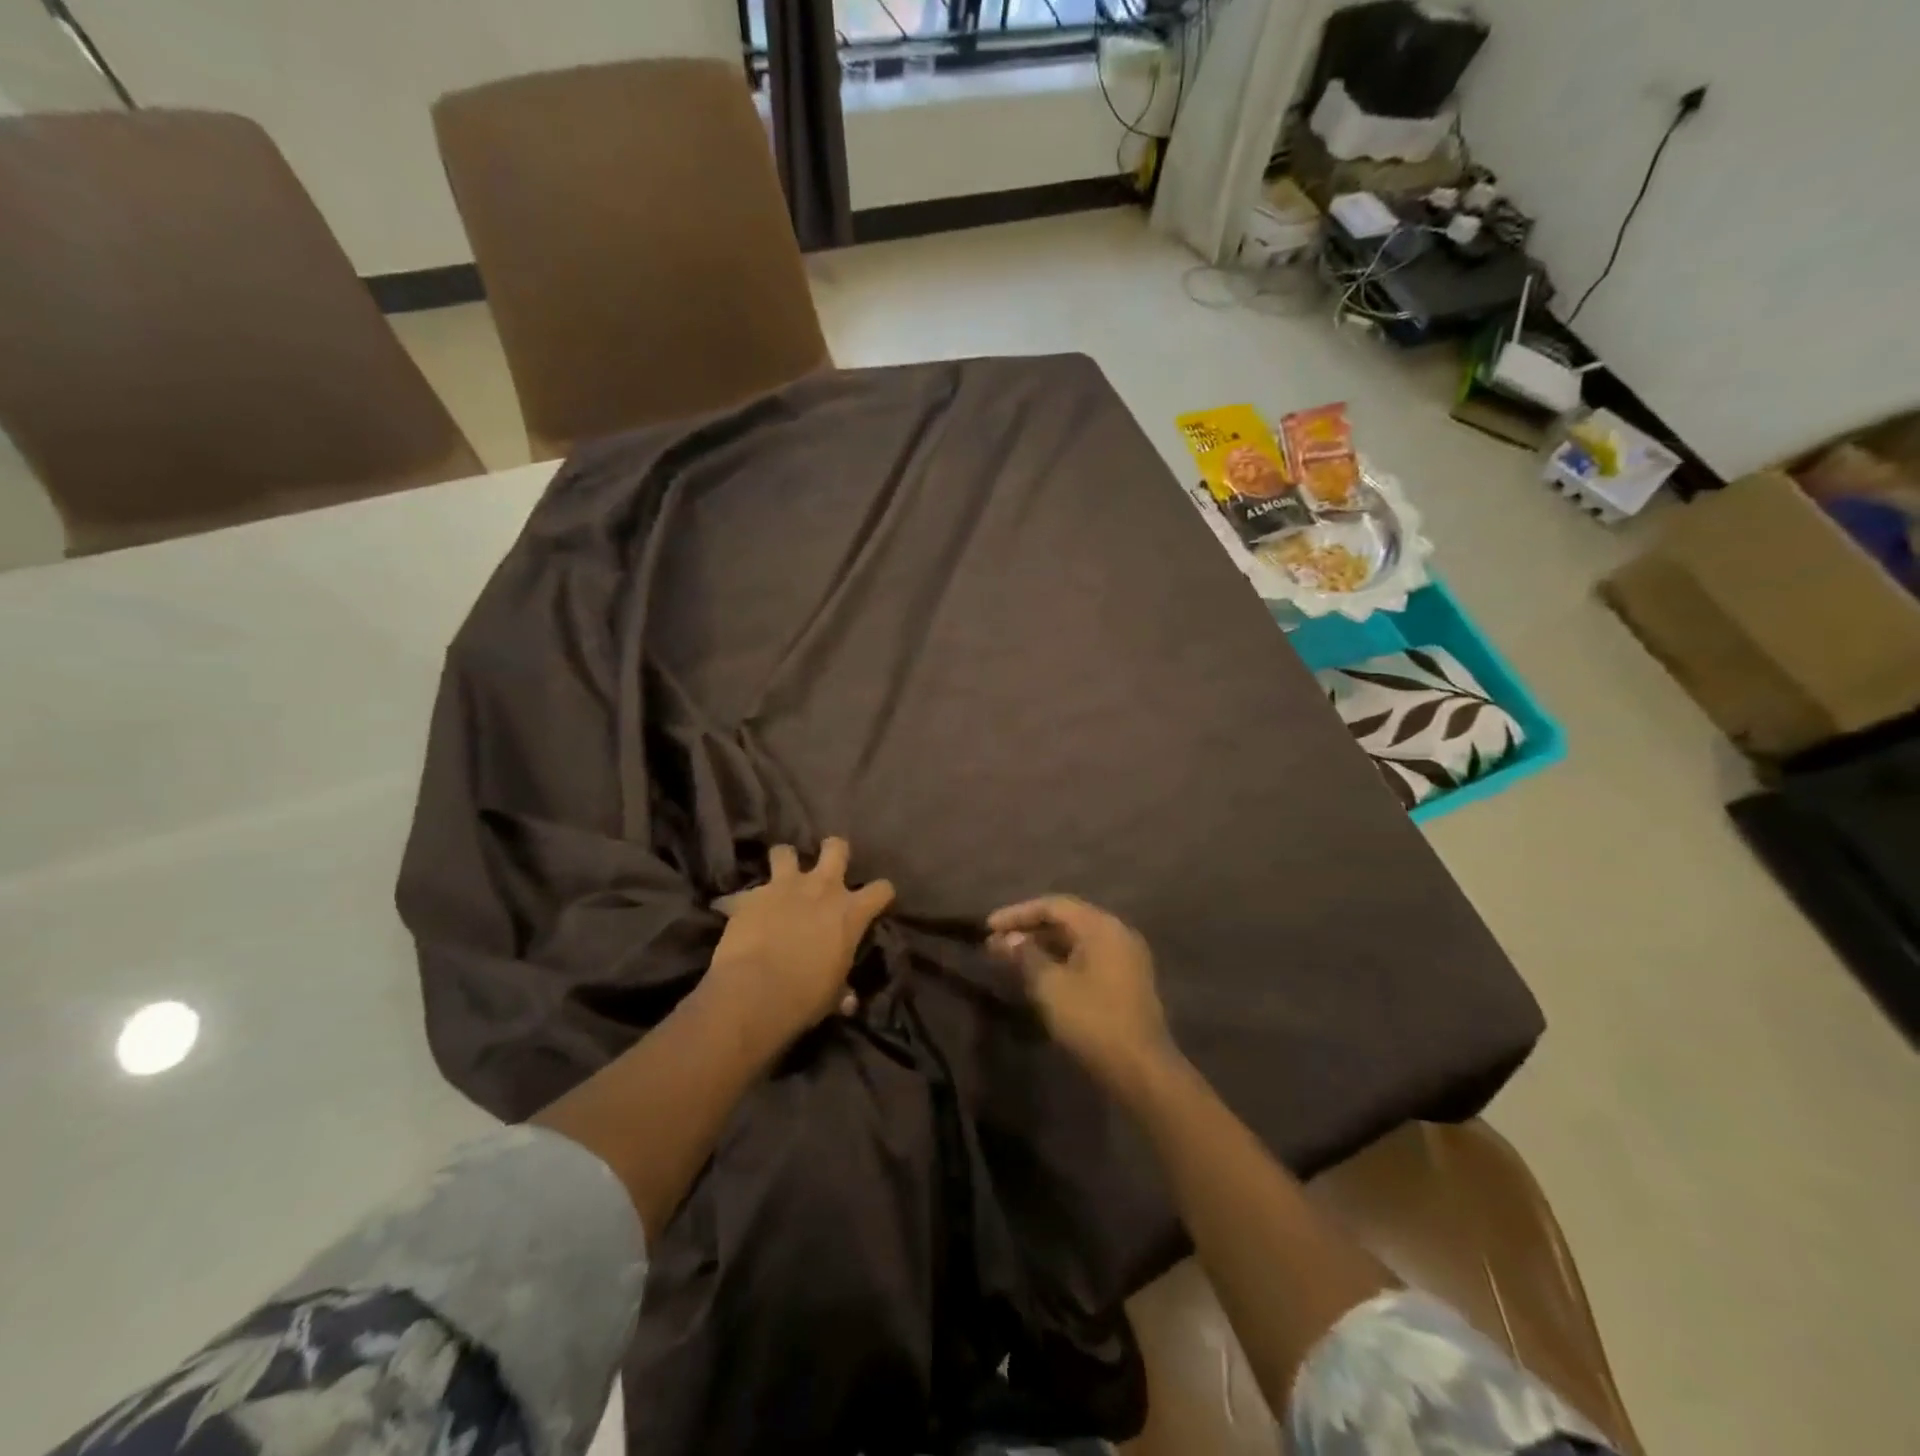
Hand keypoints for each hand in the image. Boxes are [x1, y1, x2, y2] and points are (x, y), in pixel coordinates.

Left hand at [704, 838, 893, 1060]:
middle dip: (834, 851)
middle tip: (828, 866)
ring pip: (785, 852)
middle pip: (836, 847)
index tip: (876, 903)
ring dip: (784, 862)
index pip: (882, 889)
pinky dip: (743, 902)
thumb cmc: (806, 997)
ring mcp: (783, 887)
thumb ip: (842, 990)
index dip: (881, 894)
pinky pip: (744, 892)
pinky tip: (739, 913)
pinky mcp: (749, 896)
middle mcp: (822, 889)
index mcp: (850, 912)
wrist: (755, 993)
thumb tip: (848, 1001)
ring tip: (780, 877)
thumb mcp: (832, 996)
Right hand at [987, 896, 1174, 1095]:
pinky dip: (1062, 959)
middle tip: (997, 942)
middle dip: (1029, 928)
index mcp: (1101, 926)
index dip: (1017, 913)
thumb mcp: (1050, 986)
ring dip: (1044, 945)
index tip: (988, 927)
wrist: (1140, 1069)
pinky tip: (1040, 974)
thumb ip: (1025, 955)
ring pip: (1077, 939)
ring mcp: (1126, 957)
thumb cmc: (1092, 1020)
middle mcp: (1117, 932)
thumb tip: (1006, 938)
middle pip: (1067, 919)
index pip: (1053, 905)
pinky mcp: (1127, 980)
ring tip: (1012, 957)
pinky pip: (1088, 956)